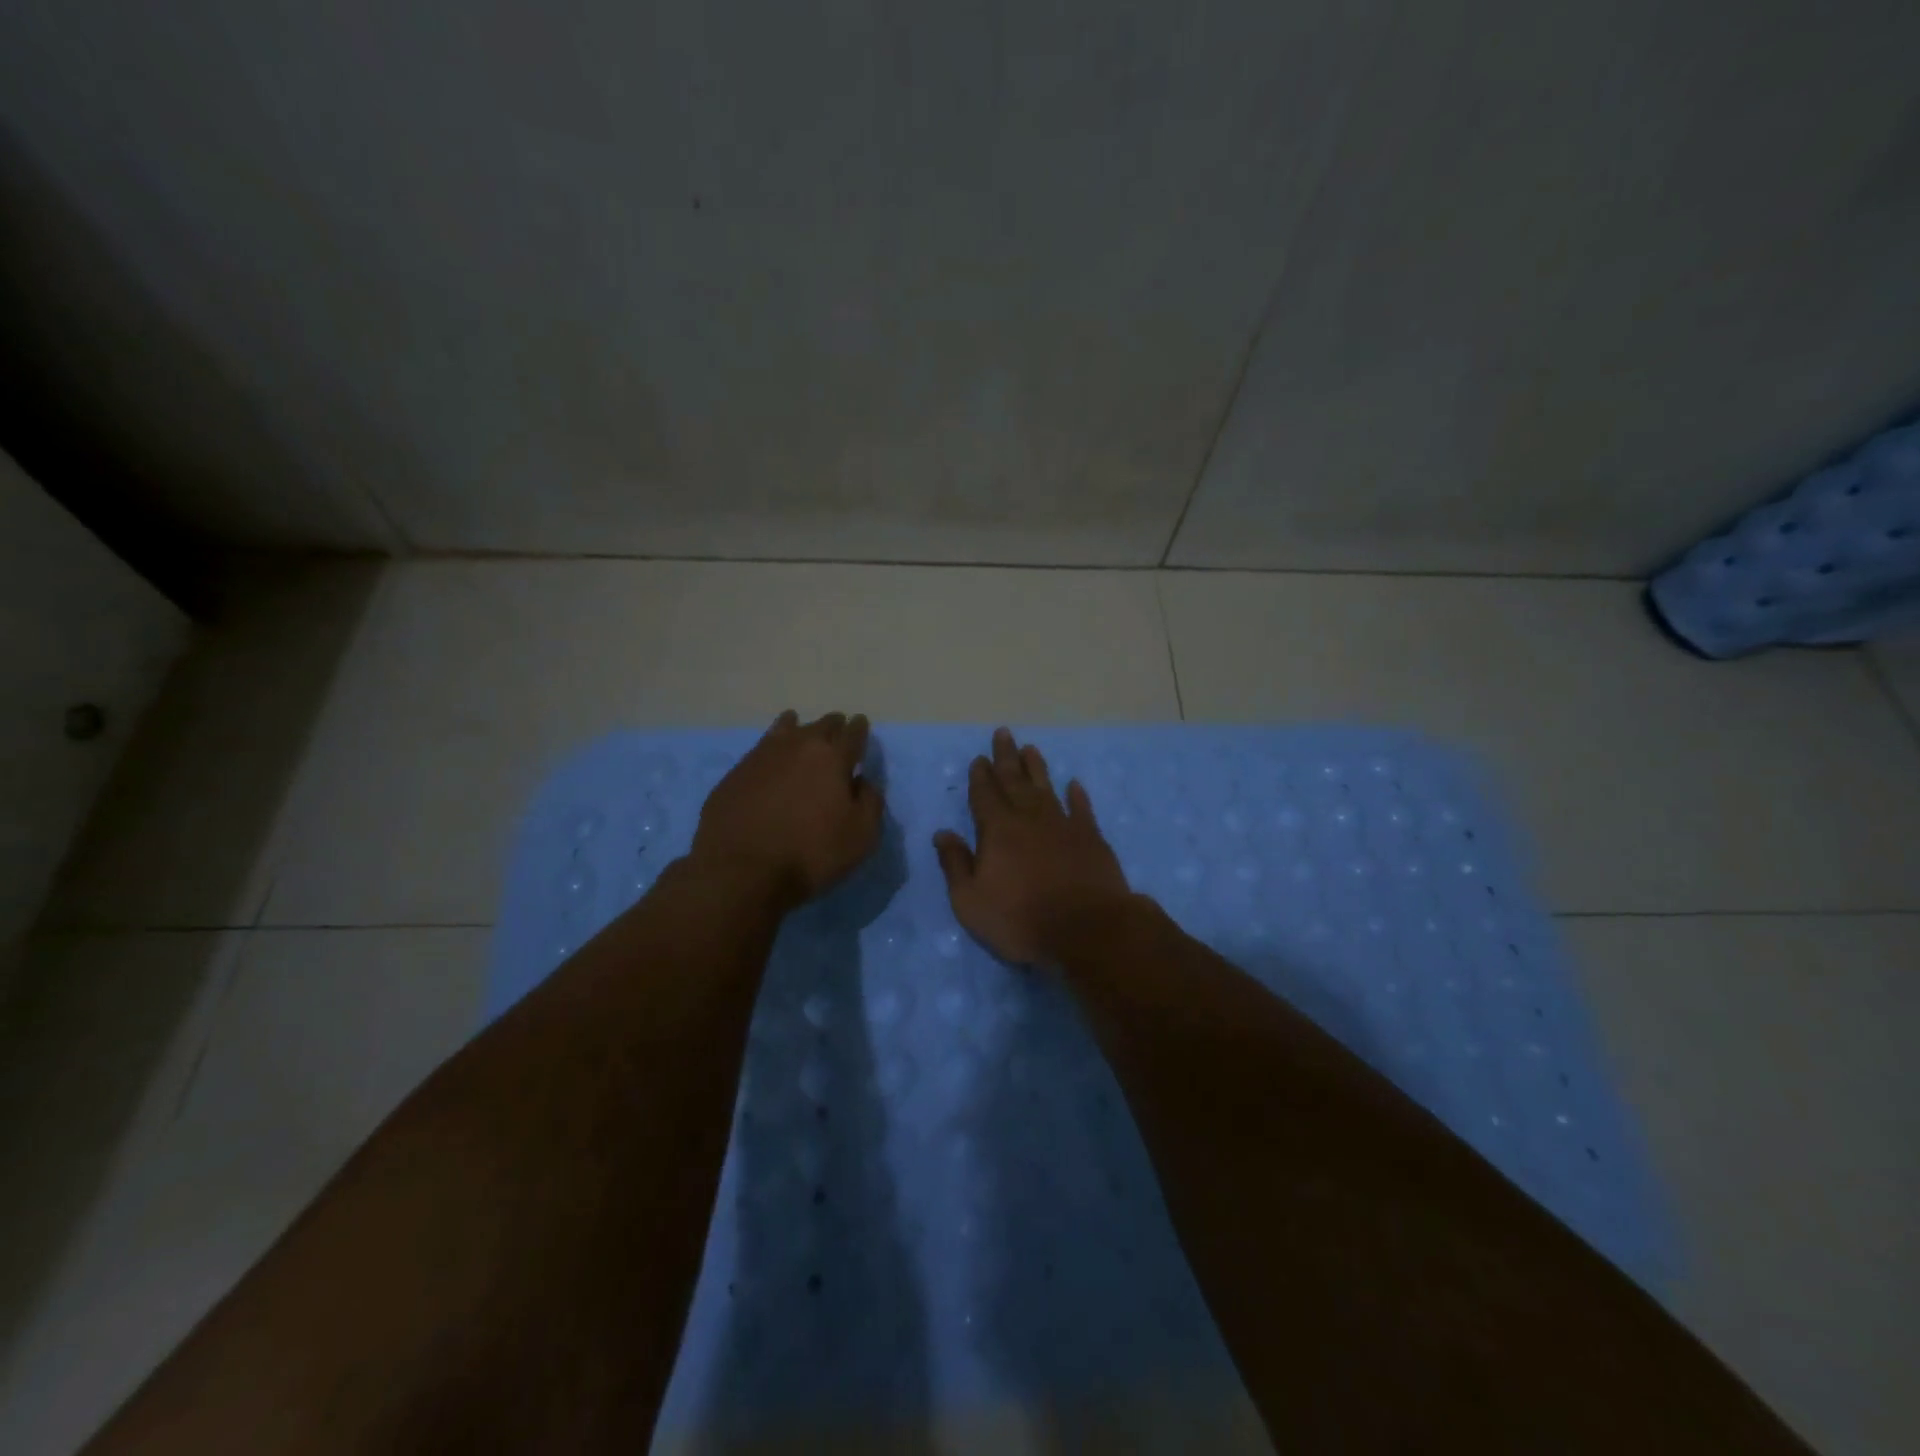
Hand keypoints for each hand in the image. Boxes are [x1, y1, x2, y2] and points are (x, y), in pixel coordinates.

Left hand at [690, 710, 884, 909]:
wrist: (740, 869)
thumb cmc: (810, 853)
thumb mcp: (861, 836)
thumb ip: (870, 802)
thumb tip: (862, 781)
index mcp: (833, 757)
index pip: (853, 733)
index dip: (859, 728)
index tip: (861, 725)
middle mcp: (799, 746)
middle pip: (821, 725)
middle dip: (833, 725)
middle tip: (837, 731)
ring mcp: (763, 755)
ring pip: (787, 728)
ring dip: (799, 728)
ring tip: (800, 730)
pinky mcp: (736, 772)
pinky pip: (761, 748)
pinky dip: (772, 747)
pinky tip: (771, 757)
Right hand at [933, 727, 1132, 968]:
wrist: (1086, 930)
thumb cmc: (1020, 920)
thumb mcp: (970, 901)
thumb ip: (955, 864)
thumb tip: (943, 833)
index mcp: (997, 831)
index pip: (984, 795)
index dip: (980, 776)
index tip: (978, 759)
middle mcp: (1029, 818)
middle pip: (1014, 781)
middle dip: (1006, 758)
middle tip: (1003, 733)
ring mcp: (1064, 825)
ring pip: (1046, 788)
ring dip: (1037, 768)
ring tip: (1030, 749)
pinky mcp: (1091, 838)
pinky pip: (1082, 809)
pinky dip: (1077, 795)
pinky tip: (1073, 784)